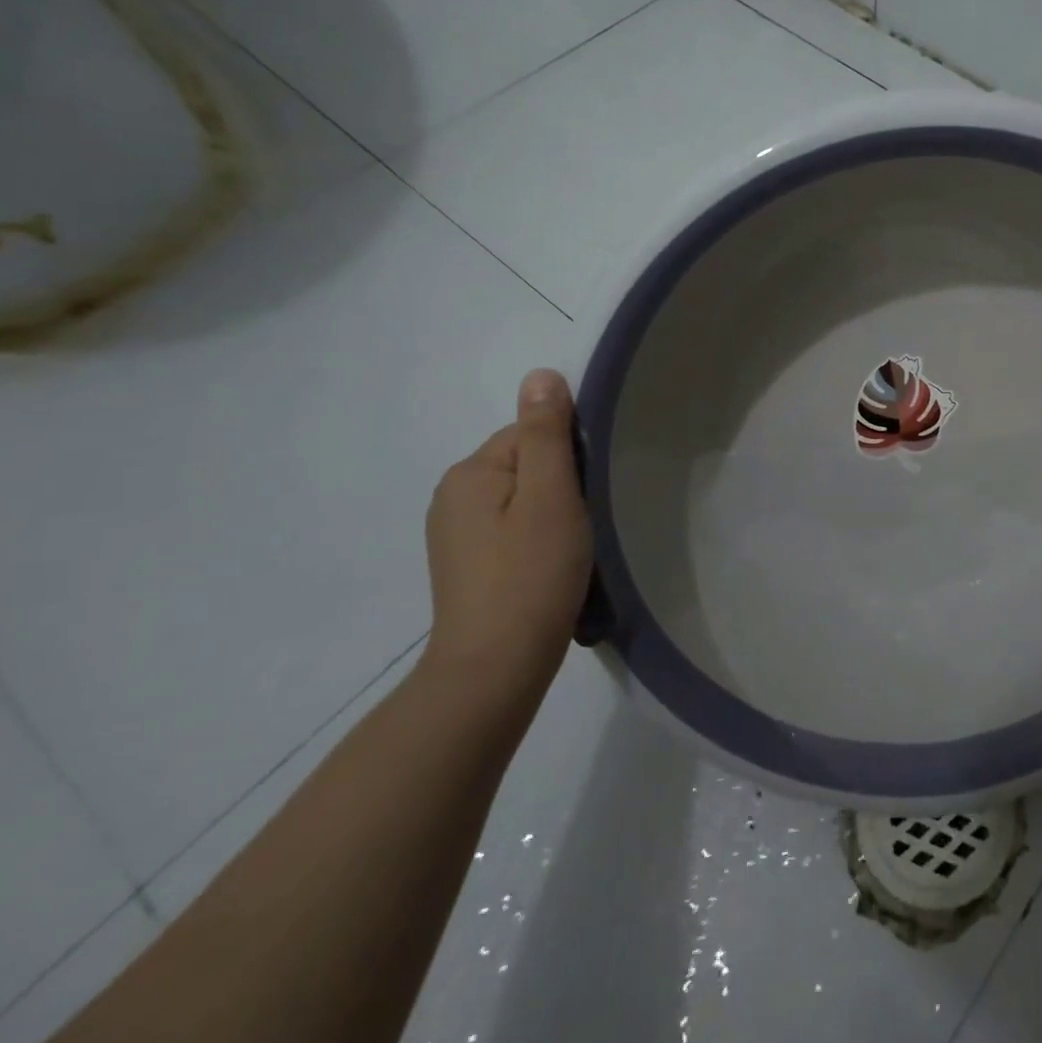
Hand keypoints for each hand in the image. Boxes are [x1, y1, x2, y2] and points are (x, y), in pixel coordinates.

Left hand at [422, 368, 593, 696]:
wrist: (494, 668)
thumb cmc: (531, 575)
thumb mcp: (549, 496)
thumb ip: (546, 434)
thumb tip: (540, 374)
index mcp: (470, 472)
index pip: (531, 433)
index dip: (569, 457)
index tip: (589, 493)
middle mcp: (453, 494)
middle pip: (525, 463)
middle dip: (561, 484)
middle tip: (584, 523)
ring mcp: (454, 532)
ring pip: (521, 497)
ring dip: (551, 511)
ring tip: (570, 547)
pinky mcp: (465, 562)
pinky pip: (510, 526)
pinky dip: (535, 536)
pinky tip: (548, 565)